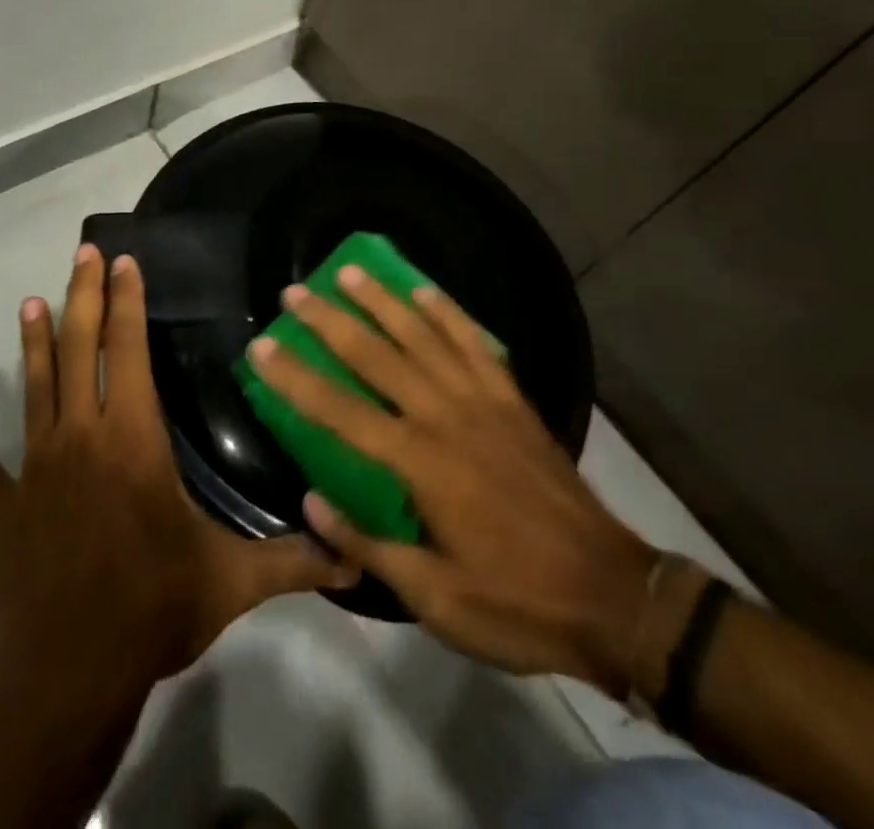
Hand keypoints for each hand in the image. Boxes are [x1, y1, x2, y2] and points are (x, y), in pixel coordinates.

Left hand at [0, 244, 356, 700]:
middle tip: (82, 253)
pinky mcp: (3, 509)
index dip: (127, 302)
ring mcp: (34, 469)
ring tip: (29, 302)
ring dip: (32, 344)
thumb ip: (295, 561)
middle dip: (83, 297)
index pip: (128, 351)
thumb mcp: (234, 581)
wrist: (70, 675)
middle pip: (78, 350)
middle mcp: (81, 437)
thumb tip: (356, 556)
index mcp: (133, 438)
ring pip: (34, 389)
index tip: (124, 261)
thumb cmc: (154, 608)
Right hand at [245, 270, 657, 692]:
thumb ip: (369, 544)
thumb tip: (310, 502)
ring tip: (349, 270)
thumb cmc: (516, 602)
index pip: (339, 411)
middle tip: (294, 292)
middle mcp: (445, 417)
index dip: (295, 378)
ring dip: (382, 300)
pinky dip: (447, 312)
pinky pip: (475, 342)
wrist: (612, 595)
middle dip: (330, 321)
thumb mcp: (434, 597)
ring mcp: (483, 401)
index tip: (262, 347)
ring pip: (422, 336)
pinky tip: (424, 290)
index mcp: (419, 464)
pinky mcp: (513, 399)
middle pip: (376, 357)